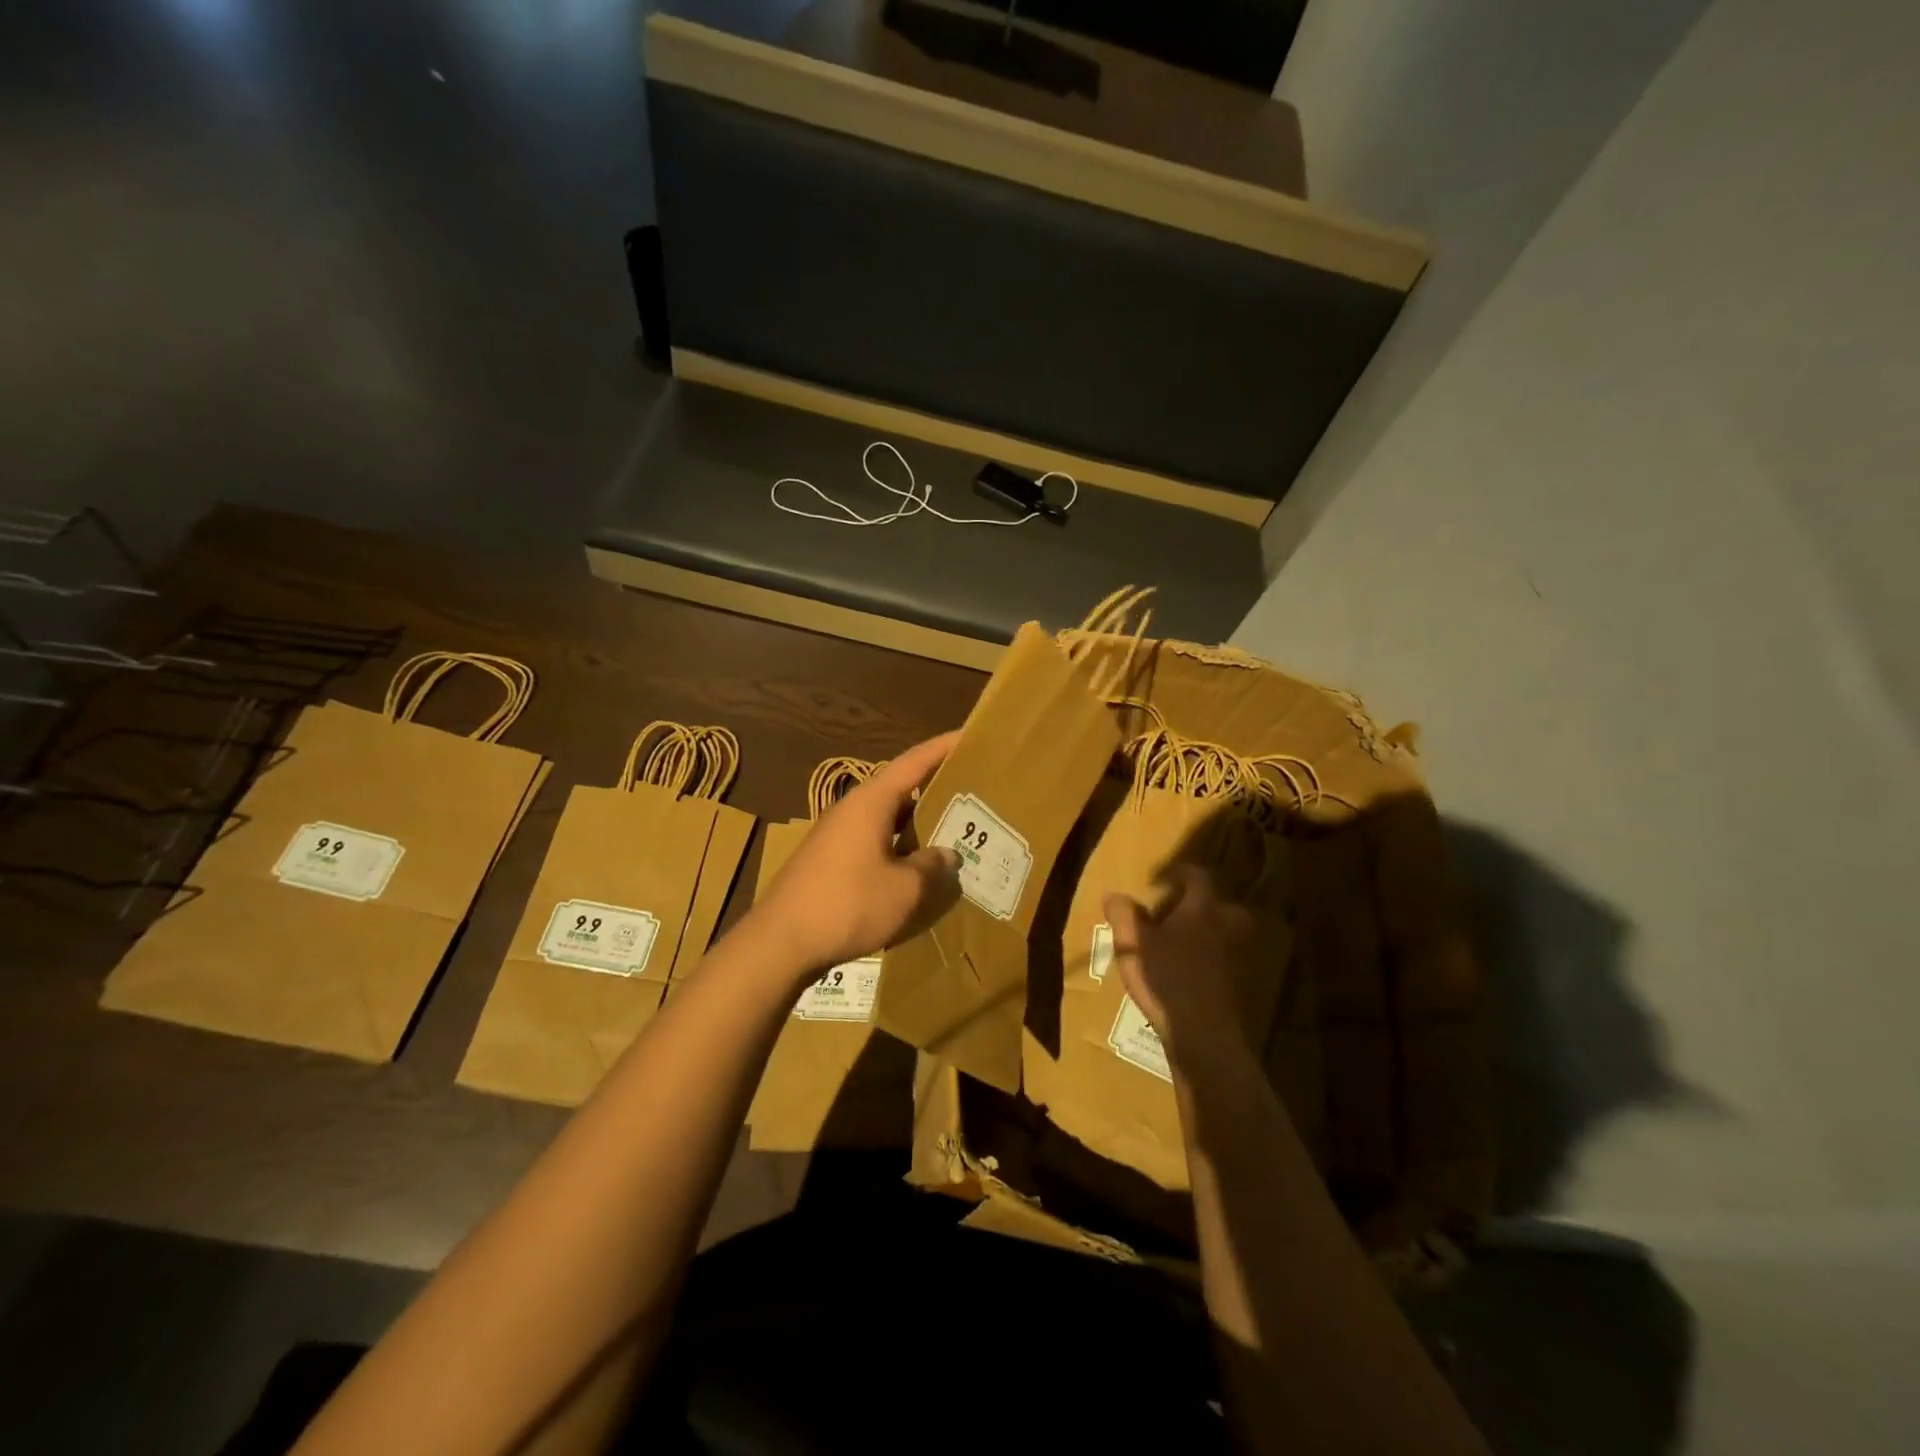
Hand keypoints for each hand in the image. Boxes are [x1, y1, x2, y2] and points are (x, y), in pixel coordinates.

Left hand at [753, 731, 961, 977]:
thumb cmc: (848, 905)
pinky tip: (916, 866)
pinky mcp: (829, 860)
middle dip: (936, 787)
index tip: (970, 736)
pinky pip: (874, 840)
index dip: (944, 747)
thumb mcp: (905, 890)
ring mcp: (836, 835)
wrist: (780, 942)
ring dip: (917, 821)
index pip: (914, 761)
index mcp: (871, 802)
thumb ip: (932, 867)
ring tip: (953, 829)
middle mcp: (852, 809)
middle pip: (900, 787)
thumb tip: (946, 854)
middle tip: (973, 790)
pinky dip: (899, 844)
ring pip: (887, 817)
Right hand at [1104, 864, 1262, 1068]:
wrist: (1202, 1035)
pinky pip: (1221, 962)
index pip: (1198, 878)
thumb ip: (1123, 916)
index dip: (1181, 873)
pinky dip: (1207, 961)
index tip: (1163, 877)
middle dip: (1203, 905)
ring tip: (1179, 943)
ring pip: (1224, 935)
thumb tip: (1114, 895)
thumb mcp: (1133, 945)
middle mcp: (1222, 929)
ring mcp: (1232, 959)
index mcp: (1200, 911)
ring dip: (1206, 933)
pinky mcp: (1233, 986)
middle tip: (1178, 911)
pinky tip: (1185, 973)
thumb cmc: (1166, 980)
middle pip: (1221, 906)